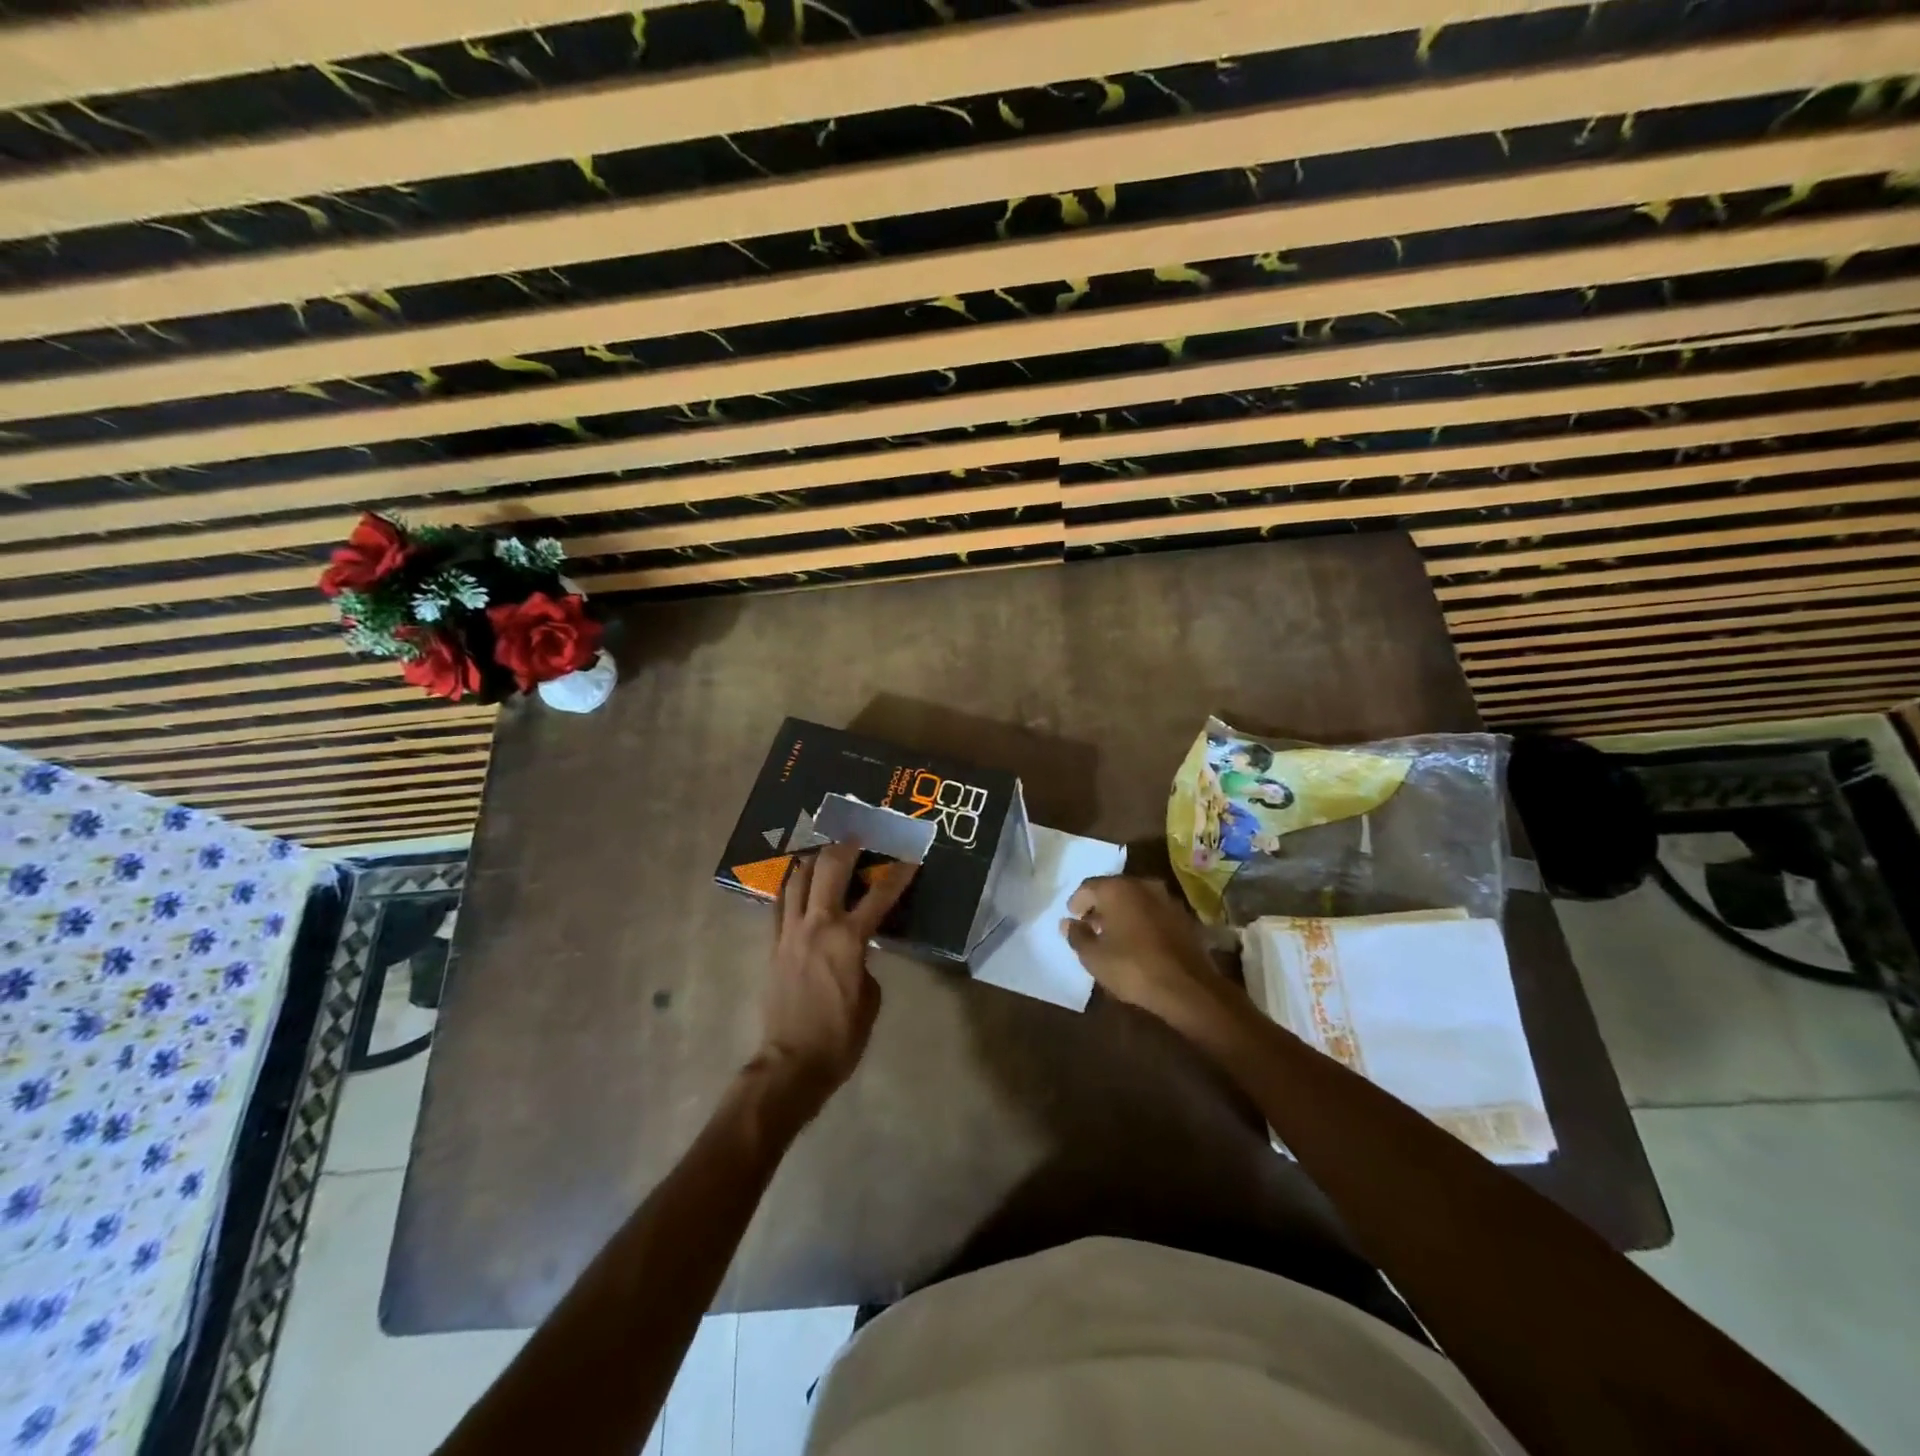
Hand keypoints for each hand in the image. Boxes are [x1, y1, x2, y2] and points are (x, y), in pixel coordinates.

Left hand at [753, 841, 916, 1113]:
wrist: (792, 1063)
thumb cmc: (841, 1036)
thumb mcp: (870, 997)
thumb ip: (866, 962)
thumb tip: (859, 949)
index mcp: (849, 939)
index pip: (880, 895)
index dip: (899, 873)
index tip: (910, 855)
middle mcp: (818, 925)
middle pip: (830, 869)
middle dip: (847, 846)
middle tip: (858, 834)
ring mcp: (790, 932)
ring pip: (798, 878)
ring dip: (814, 858)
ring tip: (825, 848)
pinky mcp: (773, 944)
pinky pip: (779, 904)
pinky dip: (790, 885)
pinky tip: (796, 877)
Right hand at [1062, 876, 1240, 1033]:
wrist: (1187, 986)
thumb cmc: (1132, 967)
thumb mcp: (1093, 957)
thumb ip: (1077, 936)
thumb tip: (1068, 923)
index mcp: (1117, 889)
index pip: (1088, 886)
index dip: (1077, 902)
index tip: (1073, 918)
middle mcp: (1143, 885)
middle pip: (1114, 889)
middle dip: (1100, 905)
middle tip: (1091, 925)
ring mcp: (1167, 898)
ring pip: (1136, 899)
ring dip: (1123, 912)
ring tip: (1114, 934)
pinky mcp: (1184, 916)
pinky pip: (1154, 911)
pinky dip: (1143, 920)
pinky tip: (1139, 940)